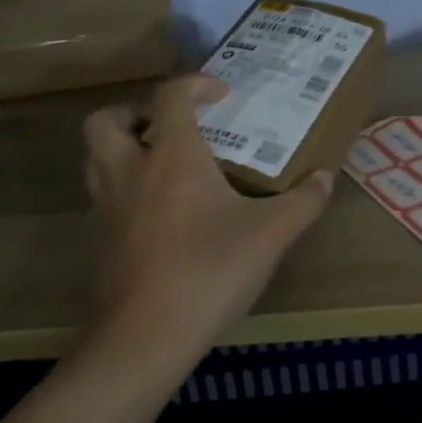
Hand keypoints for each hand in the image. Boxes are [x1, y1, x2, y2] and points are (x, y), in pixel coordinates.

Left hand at [80, 74, 333, 365]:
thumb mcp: (271, 234)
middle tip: (171, 126)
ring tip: (162, 163)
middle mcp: (130, 171)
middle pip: (105, 120)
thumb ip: (304, 200)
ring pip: (95, 157)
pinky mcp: (99, 241)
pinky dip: (124, 188)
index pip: (171, 96)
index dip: (196, 84)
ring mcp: (107, 207)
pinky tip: (160, 212)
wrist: (145, 338)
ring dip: (123, 147)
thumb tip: (326, 177)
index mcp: (172, 157)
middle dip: (135, 111)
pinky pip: (103, 195)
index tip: (223, 95)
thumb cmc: (209, 271)